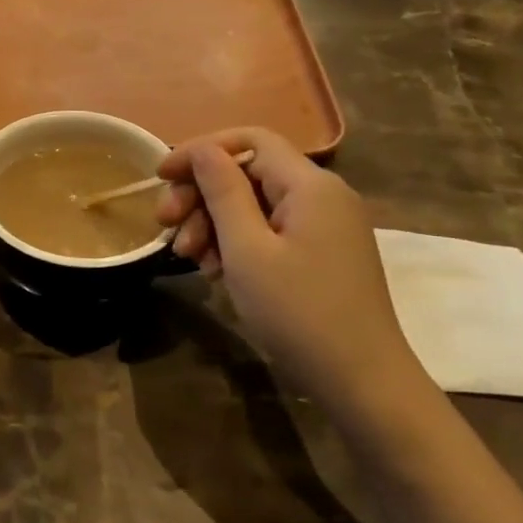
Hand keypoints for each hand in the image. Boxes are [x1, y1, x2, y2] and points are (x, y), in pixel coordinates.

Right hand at [155, 129, 424, 412]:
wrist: (362, 382)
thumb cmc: (298, 312)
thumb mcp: (247, 250)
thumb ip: (223, 191)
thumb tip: (204, 150)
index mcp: (310, 185)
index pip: (249, 141)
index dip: (201, 150)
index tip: (161, 176)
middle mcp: (322, 196)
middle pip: (248, 173)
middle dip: (201, 194)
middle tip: (165, 225)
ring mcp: (325, 226)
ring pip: (255, 204)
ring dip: (213, 223)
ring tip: (189, 259)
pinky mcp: (321, 253)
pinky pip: (270, 230)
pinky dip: (237, 243)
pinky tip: (215, 271)